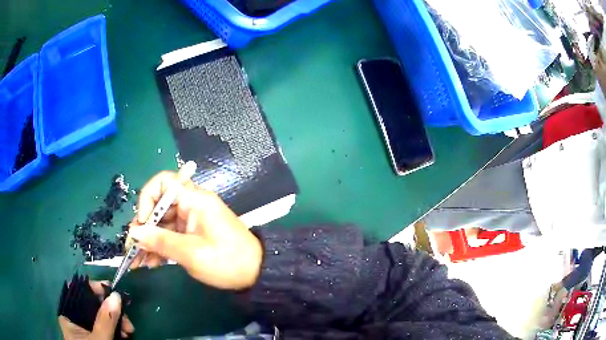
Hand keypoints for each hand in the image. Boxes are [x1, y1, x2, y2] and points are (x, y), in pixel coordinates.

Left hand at [58, 281, 133, 339]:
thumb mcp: (99, 339)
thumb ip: (105, 319)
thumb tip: (116, 295)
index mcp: (68, 315)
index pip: (78, 291)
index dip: (93, 288)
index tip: (111, 291)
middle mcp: (75, 318)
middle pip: (93, 305)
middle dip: (112, 309)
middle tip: (127, 320)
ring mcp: (87, 329)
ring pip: (102, 317)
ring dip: (117, 321)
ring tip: (129, 331)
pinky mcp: (97, 336)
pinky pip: (107, 327)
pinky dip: (117, 329)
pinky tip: (125, 335)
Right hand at [128, 170, 262, 289]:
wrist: (256, 273)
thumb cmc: (227, 261)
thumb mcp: (192, 253)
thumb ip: (161, 241)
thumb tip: (134, 232)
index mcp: (195, 200)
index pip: (163, 183)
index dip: (147, 199)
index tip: (142, 222)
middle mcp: (191, 204)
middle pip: (158, 206)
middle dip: (143, 227)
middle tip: (132, 248)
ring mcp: (190, 220)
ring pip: (161, 224)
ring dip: (148, 241)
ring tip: (136, 261)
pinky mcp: (191, 234)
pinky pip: (169, 235)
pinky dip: (159, 247)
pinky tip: (149, 263)